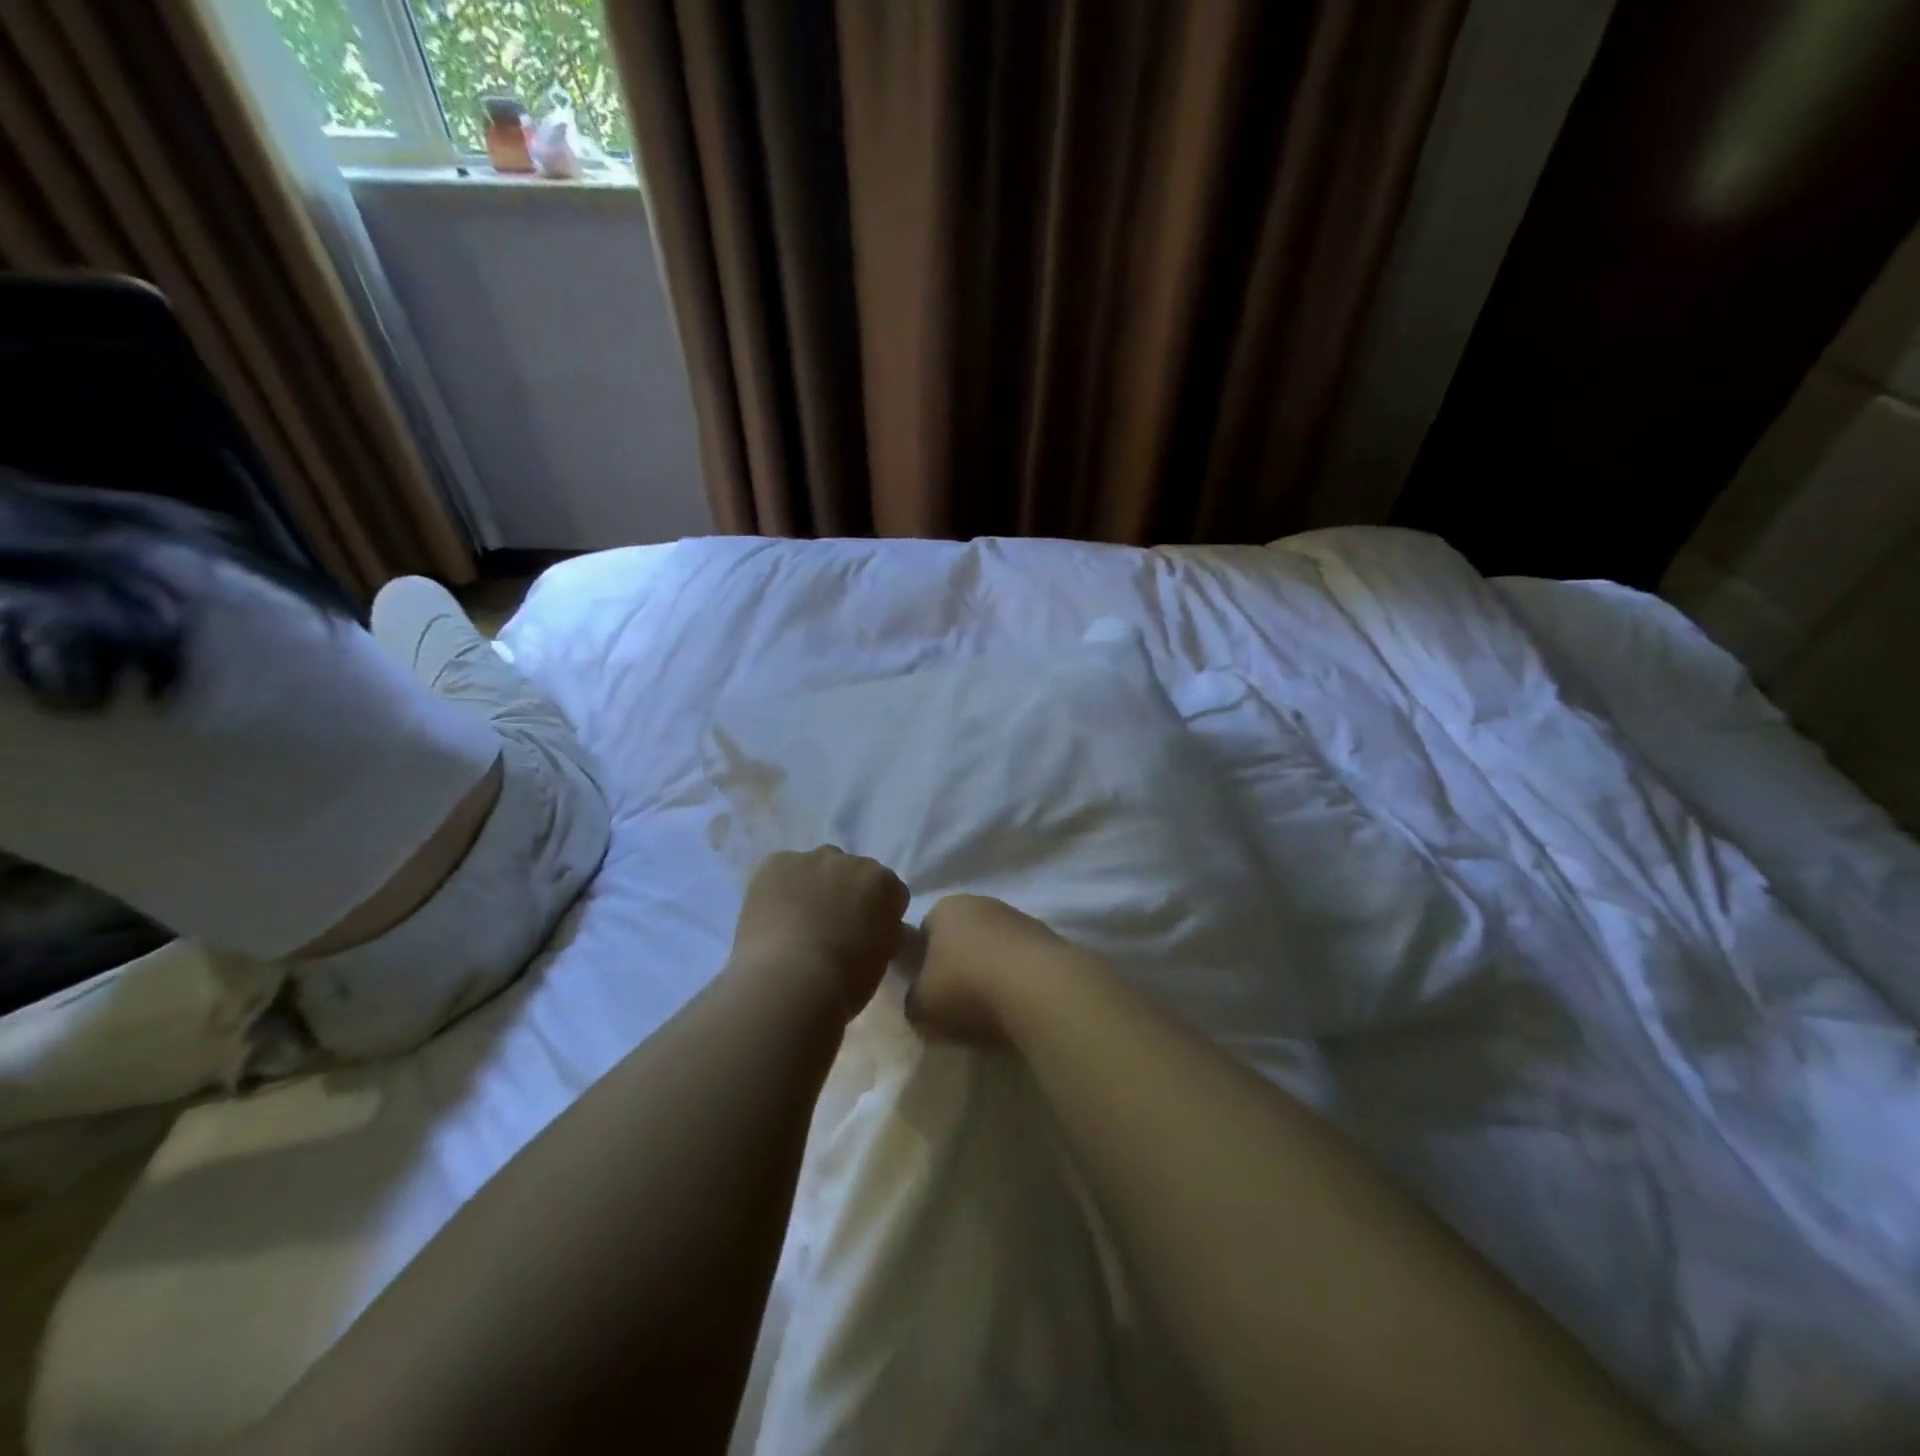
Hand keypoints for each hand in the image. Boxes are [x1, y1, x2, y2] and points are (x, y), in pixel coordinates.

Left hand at [730, 847, 909, 1020]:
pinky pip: (782, 869)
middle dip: (844, 893)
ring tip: (796, 924)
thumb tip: (870, 926)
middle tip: (830, 928)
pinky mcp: (777, 862)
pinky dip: (779, 887)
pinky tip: (772, 915)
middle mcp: (853, 861)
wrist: (790, 982)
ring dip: (812, 886)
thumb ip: (882, 930)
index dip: (877, 913)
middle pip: (851, 873)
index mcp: (884, 884)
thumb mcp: (882, 957)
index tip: (866, 934)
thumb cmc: (845, 981)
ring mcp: (812, 859)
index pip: (888, 891)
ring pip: (816, 868)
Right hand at [905, 894, 1066, 1043]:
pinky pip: (1022, 961)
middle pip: (962, 937)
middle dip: (959, 965)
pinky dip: (1018, 980)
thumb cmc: (966, 988)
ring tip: (992, 1010)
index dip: (923, 963)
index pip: (924, 931)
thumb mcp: (919, 1006)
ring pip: (994, 947)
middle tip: (958, 1003)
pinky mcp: (1049, 938)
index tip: (928, 992)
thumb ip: (913, 999)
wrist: (1039, 988)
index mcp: (944, 908)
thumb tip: (921, 999)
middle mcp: (981, 902)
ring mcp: (1019, 917)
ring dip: (991, 972)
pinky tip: (1019, 1005)